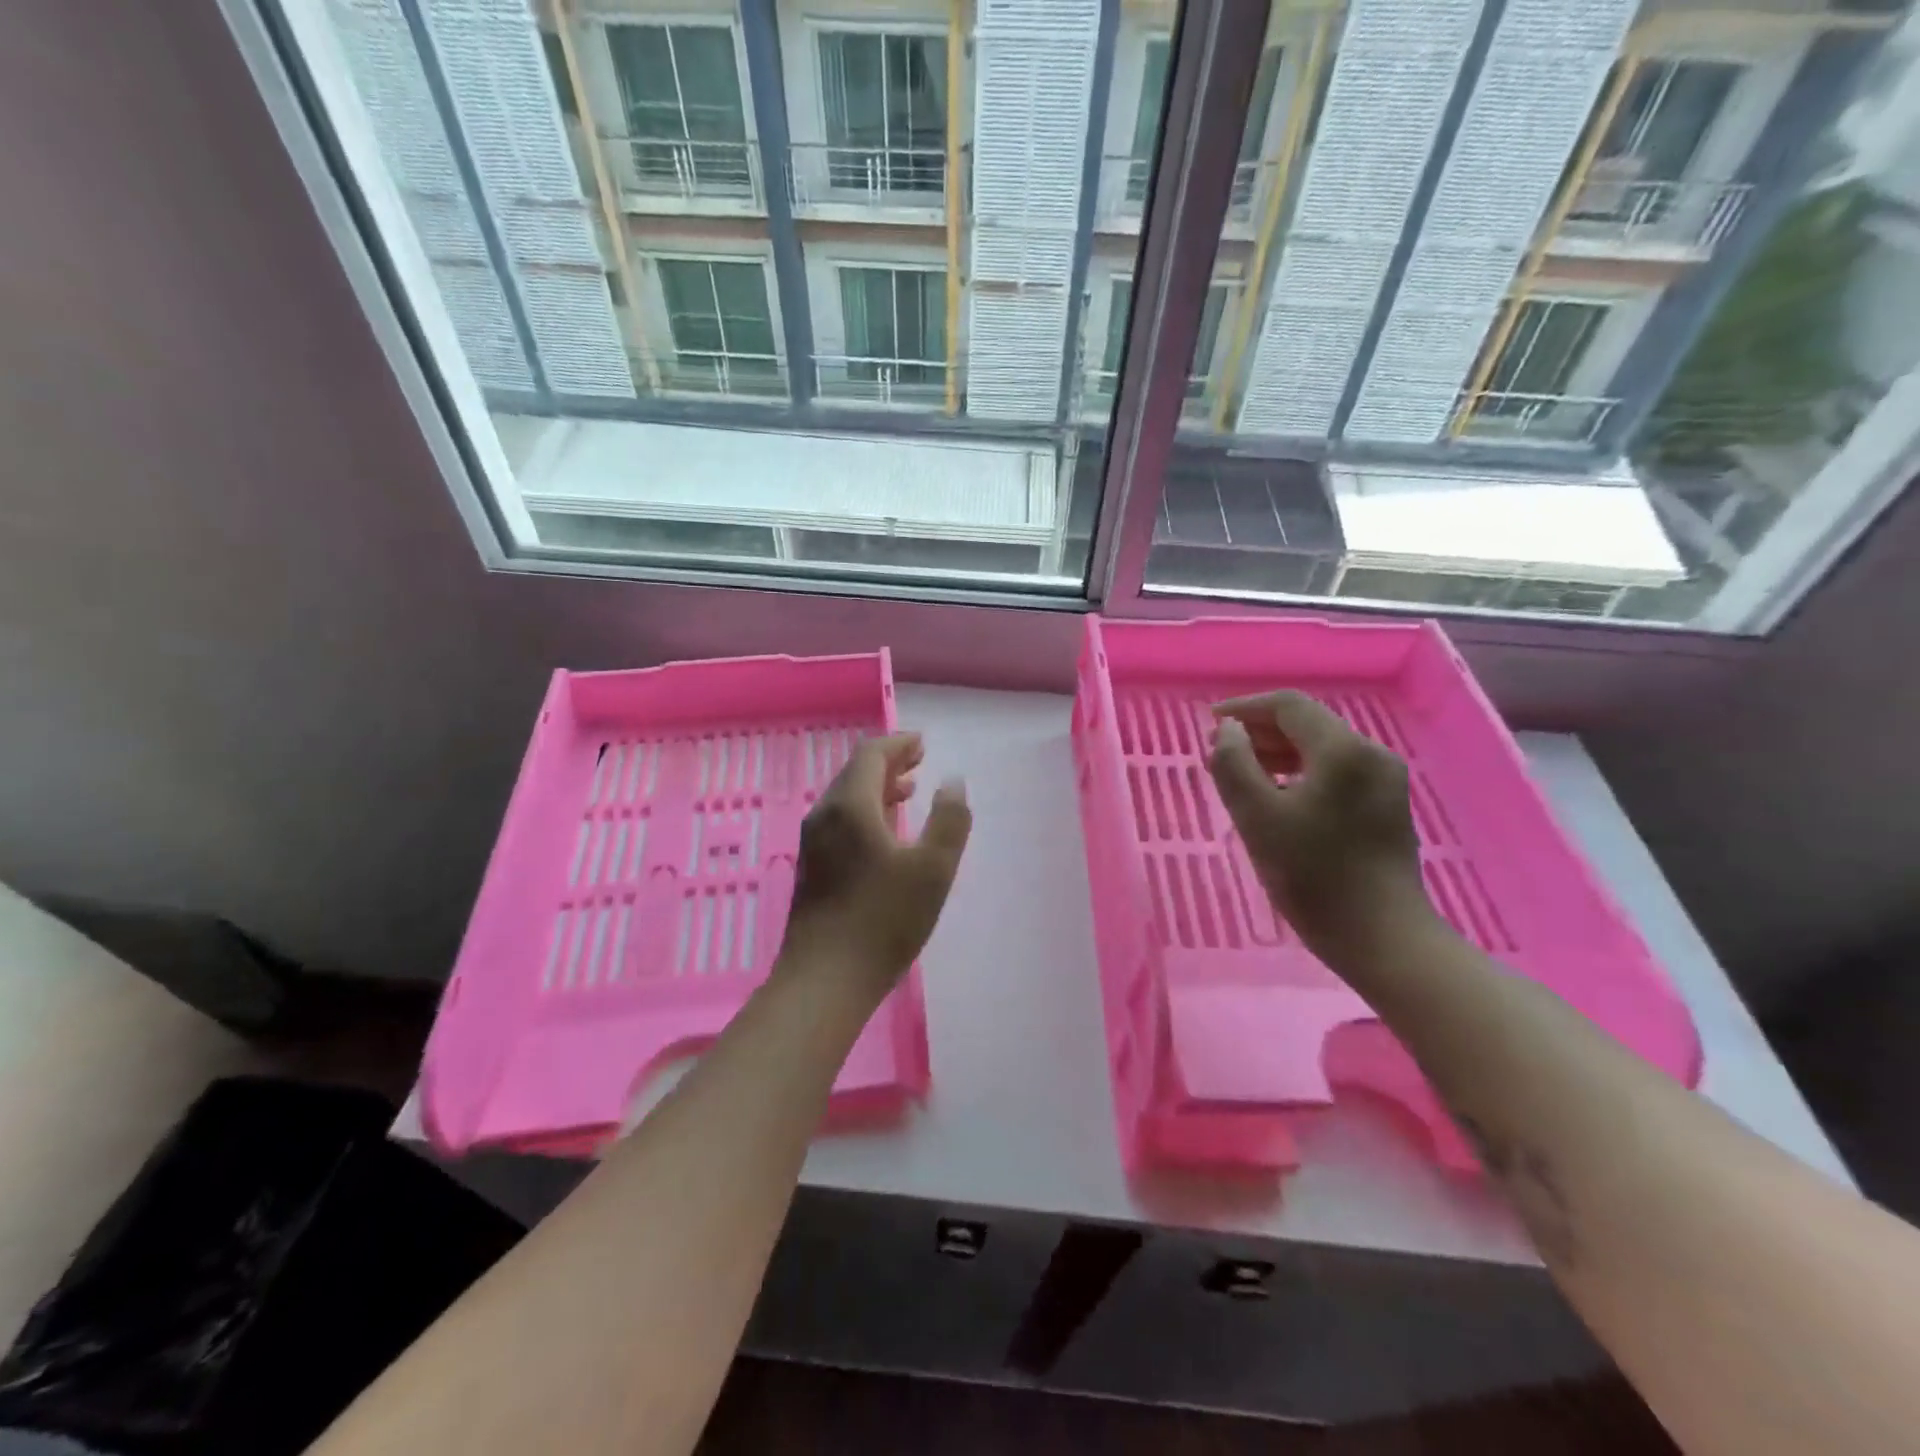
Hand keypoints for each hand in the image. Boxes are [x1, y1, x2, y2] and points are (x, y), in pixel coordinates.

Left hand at [778, 732, 970, 997]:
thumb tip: (953, 781)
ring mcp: (814, 843)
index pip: (871, 755)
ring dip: (877, 787)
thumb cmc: (883, 920)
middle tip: (919, 760)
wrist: (825, 979)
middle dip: (888, 762)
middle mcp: (825, 815)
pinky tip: (885, 833)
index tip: (922, 742)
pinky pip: (841, 821)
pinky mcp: (813, 868)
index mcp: (850, 806)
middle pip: (854, 772)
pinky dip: (866, 811)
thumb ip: (949, 820)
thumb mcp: (932, 869)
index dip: (898, 744)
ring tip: (908, 790)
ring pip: (846, 798)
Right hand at [1208, 691, 1430, 958]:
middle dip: (1259, 732)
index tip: (1209, 724)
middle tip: (1218, 754)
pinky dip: (1299, 773)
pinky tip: (1276, 797)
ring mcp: (1383, 781)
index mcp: (1343, 750)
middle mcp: (1370, 754)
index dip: (1244, 708)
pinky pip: (1335, 772)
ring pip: (1320, 749)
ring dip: (1276, 753)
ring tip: (1239, 775)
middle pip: (1307, 724)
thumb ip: (1234, 764)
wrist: (1382, 938)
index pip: (1288, 706)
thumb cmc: (1313, 876)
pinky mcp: (1385, 806)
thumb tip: (1228, 730)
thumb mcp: (1258, 818)